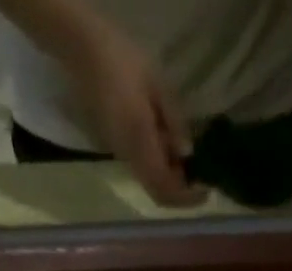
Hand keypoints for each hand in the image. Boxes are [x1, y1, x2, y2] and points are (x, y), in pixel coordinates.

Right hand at [67, 22, 205, 205]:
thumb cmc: (124, 61)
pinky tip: (171, 154)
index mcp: (140, 141)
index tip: (205, 191)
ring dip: (171, 184)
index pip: (165, 186)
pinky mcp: (119, 151)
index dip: (187, 196)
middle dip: (181, 196)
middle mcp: (130, 157)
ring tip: (189, 167)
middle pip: (158, 194)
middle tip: (200, 184)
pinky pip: (144, 173)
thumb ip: (174, 122)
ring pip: (151, 186)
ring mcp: (122, 156)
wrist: (85, 53)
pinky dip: (161, 173)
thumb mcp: (157, 85)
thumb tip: (188, 153)